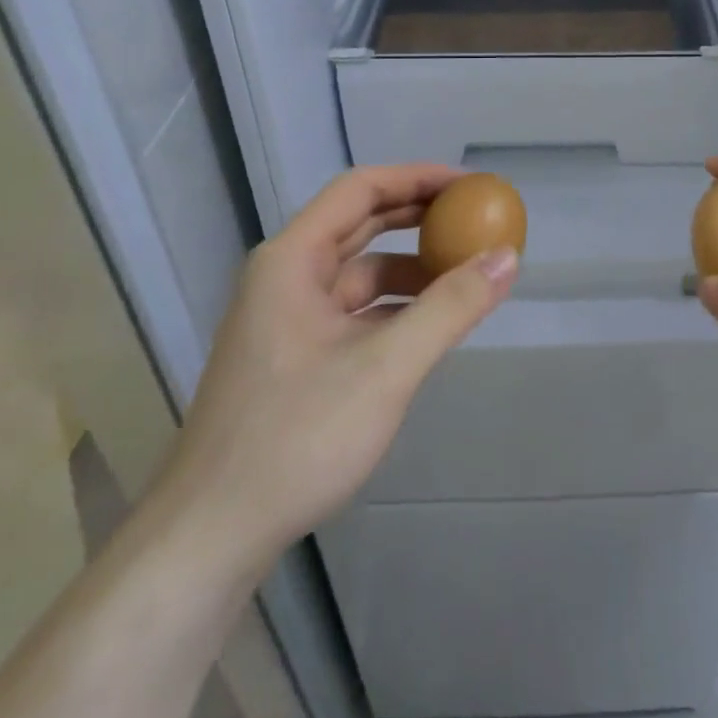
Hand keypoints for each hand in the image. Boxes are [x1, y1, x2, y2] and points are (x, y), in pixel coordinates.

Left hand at [150, 165, 519, 582]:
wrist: (208, 540)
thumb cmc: (295, 437)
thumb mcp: (387, 367)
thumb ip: (451, 307)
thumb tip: (508, 256)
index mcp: (293, 259)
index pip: (361, 190)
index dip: (417, 178)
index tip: (469, 186)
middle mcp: (286, 277)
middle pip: (360, 224)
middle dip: (418, 217)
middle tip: (473, 218)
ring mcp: (286, 319)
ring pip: (359, 272)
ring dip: (411, 267)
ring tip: (464, 274)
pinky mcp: (294, 357)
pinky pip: (354, 311)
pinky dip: (395, 307)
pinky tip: (430, 324)